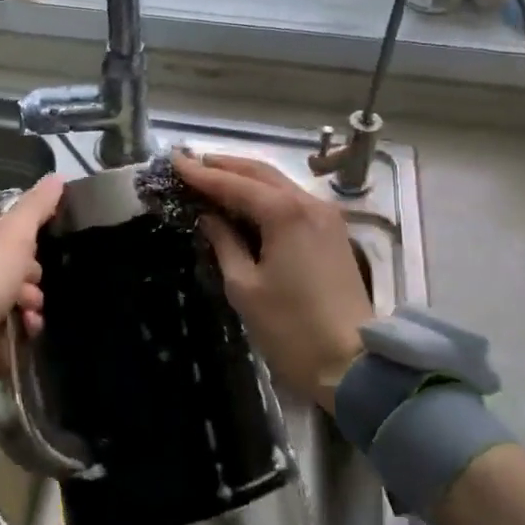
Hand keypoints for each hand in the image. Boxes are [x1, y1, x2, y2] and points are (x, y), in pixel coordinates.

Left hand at [0, 174, 66, 378]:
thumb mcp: (15, 235)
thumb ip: (36, 206)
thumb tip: (57, 177)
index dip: (22, 243)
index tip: (36, 257)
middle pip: (0, 263)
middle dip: (25, 277)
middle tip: (33, 289)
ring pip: (1, 292)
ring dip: (25, 301)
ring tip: (32, 312)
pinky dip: (13, 322)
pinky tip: (26, 328)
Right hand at [174, 152, 372, 406]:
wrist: (351, 363)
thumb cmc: (290, 327)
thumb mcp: (244, 286)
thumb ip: (224, 243)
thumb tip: (208, 217)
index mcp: (284, 213)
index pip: (233, 184)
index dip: (201, 174)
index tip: (174, 160)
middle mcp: (308, 203)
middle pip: (260, 173)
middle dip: (224, 166)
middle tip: (191, 163)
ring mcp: (325, 216)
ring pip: (279, 183)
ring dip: (245, 178)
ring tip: (212, 177)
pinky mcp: (333, 232)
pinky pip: (293, 200)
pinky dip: (265, 195)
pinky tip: (245, 202)